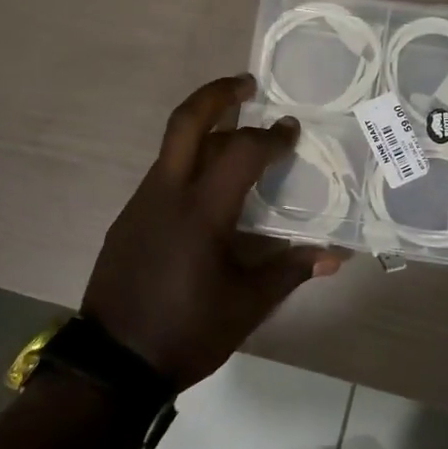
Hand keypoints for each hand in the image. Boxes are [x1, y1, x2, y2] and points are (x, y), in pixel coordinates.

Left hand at [82, 75, 344, 388]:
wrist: (113, 364)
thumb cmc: (186, 331)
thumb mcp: (247, 305)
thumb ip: (290, 271)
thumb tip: (334, 256)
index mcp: (201, 211)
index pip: (241, 152)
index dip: (271, 137)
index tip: (292, 131)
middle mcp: (166, 194)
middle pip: (186, 122)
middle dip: (217, 94)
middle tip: (247, 84)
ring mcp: (140, 204)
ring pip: (172, 148)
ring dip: (204, 129)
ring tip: (235, 132)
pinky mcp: (127, 220)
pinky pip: (163, 176)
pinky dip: (189, 164)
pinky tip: (209, 188)